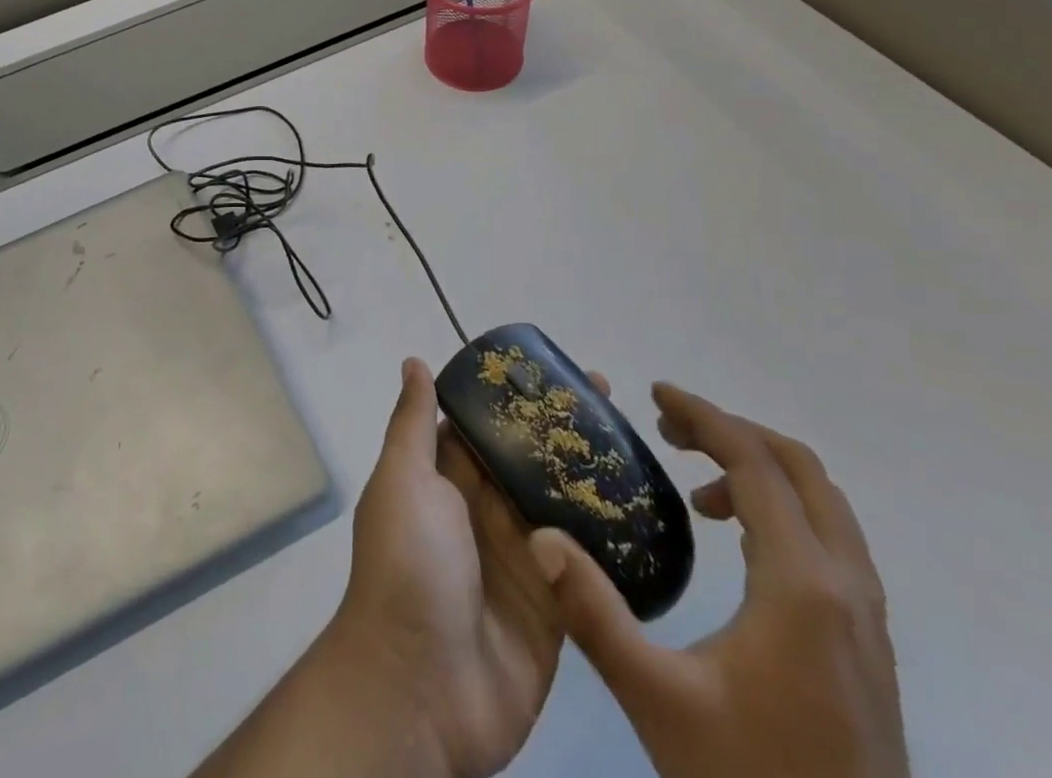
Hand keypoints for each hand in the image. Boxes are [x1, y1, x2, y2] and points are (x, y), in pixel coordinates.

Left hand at [329, 356, 608, 777]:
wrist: (420, 690)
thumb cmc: (407, 566)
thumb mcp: (403, 480)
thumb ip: (413, 423)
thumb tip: (414, 361)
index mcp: (443, 479)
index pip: (483, 425)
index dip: (514, 396)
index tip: (555, 369)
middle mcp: (480, 512)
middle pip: (526, 461)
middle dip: (561, 430)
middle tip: (611, 397)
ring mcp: (519, 560)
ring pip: (560, 505)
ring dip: (591, 477)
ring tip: (637, 441)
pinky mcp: (553, 607)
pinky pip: (585, 565)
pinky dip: (609, 540)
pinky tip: (648, 510)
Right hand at [528, 383, 909, 777]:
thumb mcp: (657, 701)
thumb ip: (594, 614)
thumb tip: (540, 538)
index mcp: (802, 586)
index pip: (756, 464)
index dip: (704, 415)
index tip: (655, 394)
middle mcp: (847, 590)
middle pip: (801, 470)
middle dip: (732, 433)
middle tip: (670, 430)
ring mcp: (868, 622)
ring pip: (824, 506)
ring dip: (760, 472)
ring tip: (696, 488)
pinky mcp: (869, 650)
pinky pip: (829, 542)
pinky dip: (782, 511)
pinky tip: (736, 546)